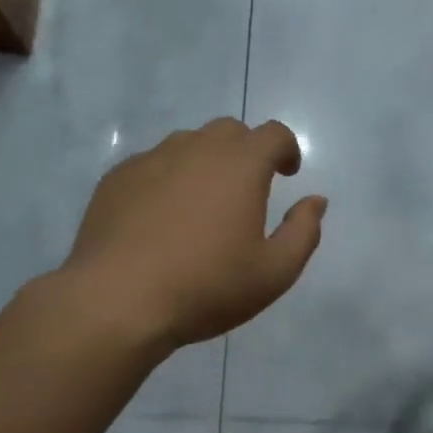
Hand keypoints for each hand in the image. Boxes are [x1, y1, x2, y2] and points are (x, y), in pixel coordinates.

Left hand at [63, 118, 326, 350]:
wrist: (118, 300)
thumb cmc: (206, 286)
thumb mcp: (274, 273)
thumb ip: (303, 232)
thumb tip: (315, 201)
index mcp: (240, 165)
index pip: (273, 134)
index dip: (286, 149)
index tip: (287, 173)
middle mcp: (196, 148)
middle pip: (229, 131)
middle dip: (246, 152)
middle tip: (247, 190)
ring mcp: (151, 159)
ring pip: (187, 144)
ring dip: (205, 163)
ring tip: (202, 204)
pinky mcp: (117, 178)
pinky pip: (152, 165)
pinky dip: (167, 179)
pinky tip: (161, 218)